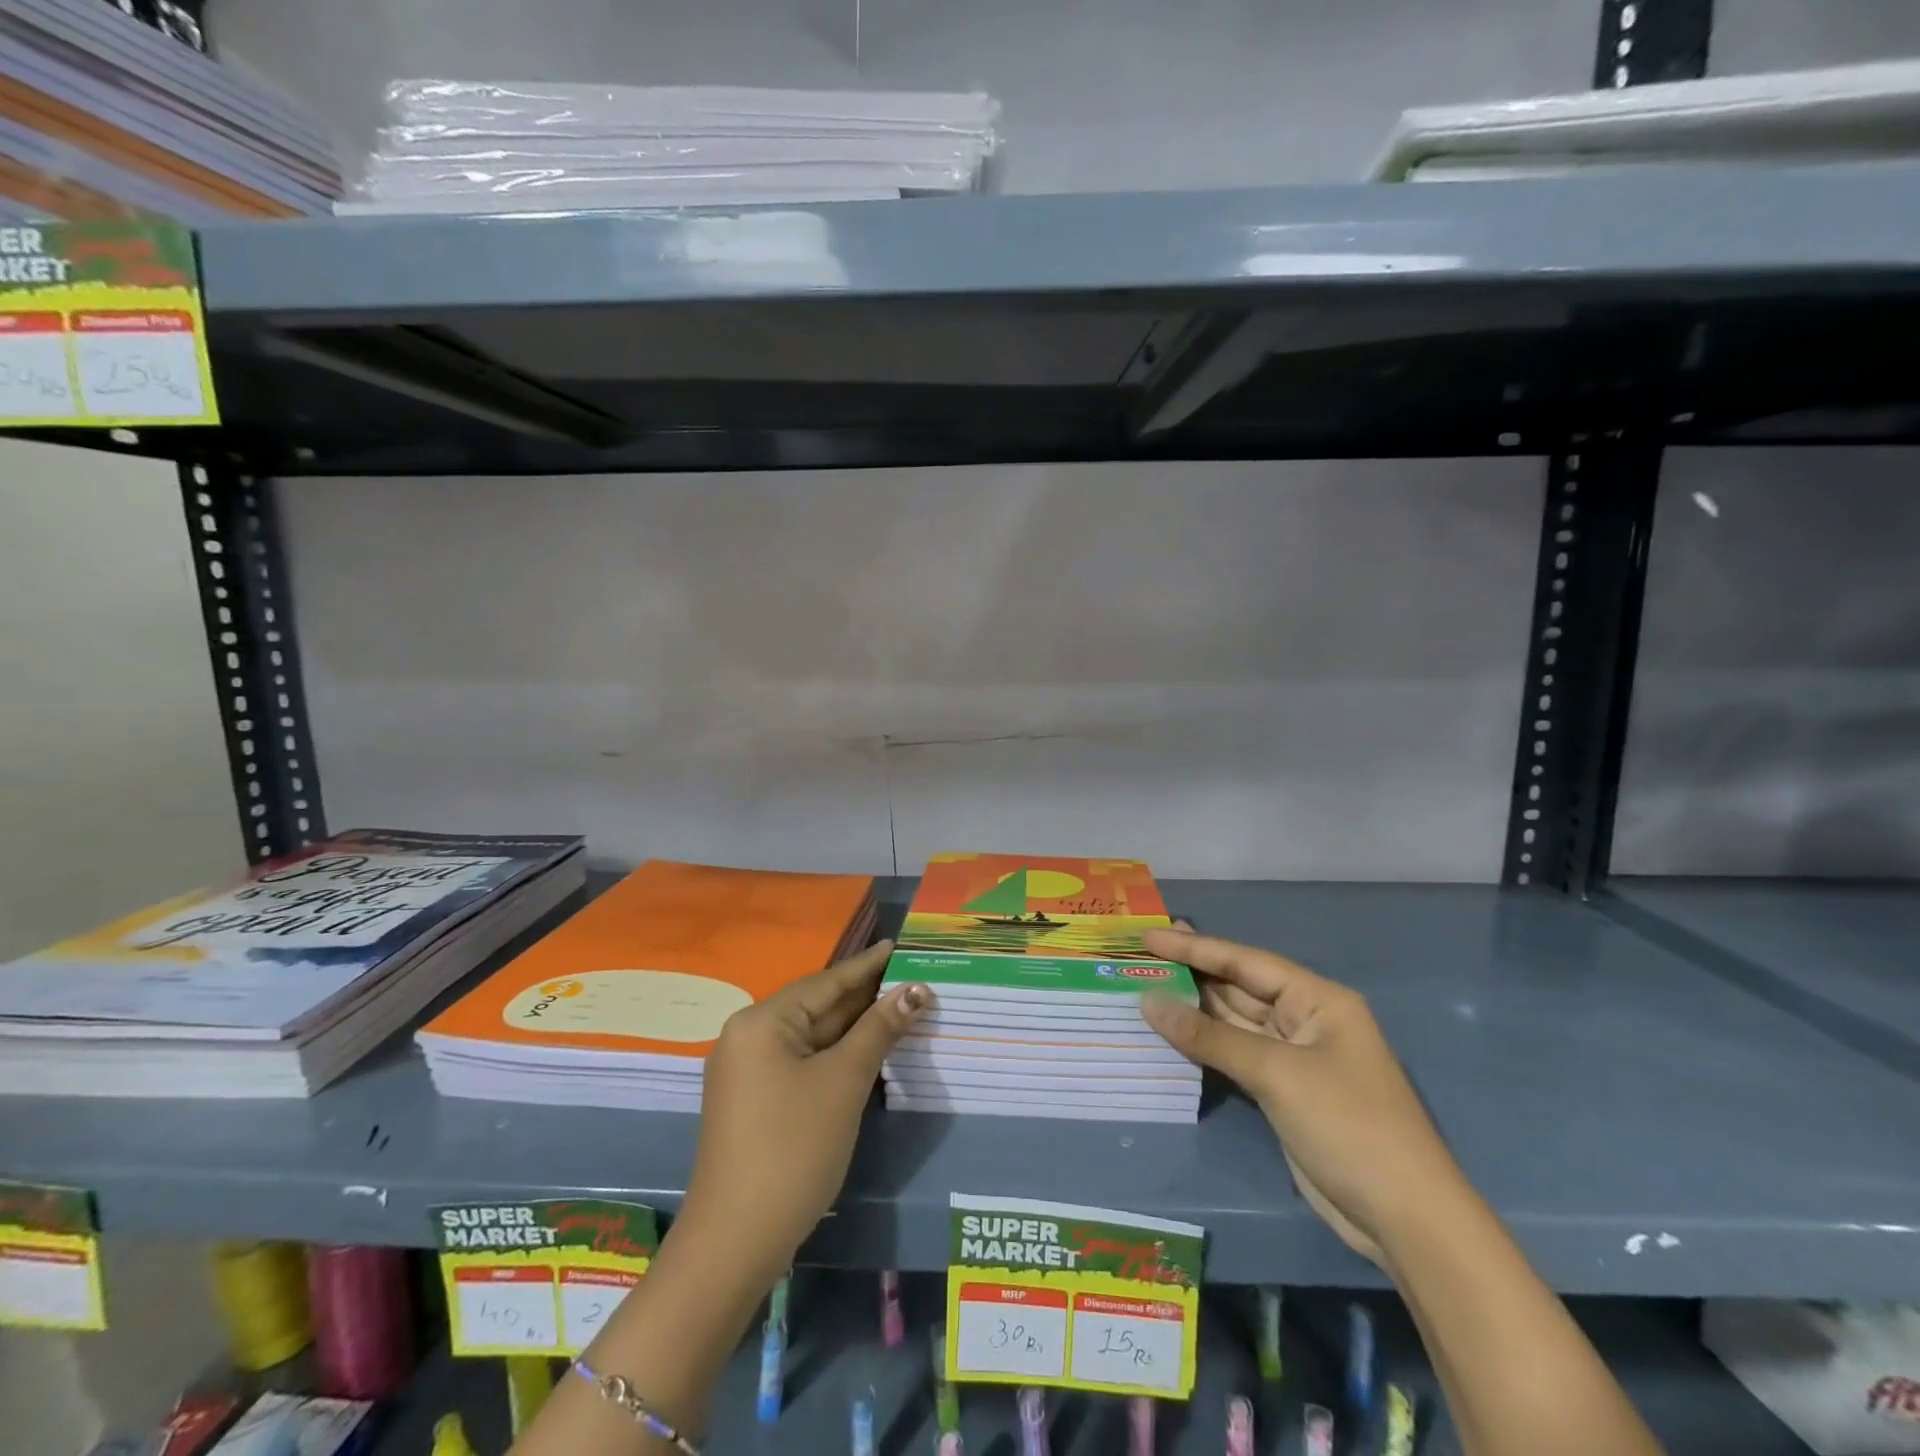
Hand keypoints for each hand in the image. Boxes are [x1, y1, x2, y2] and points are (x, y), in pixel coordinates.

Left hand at [681, 940, 928, 1284]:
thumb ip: (879, 1030)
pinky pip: (801, 1061)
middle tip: (911, 978)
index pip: (826, 982)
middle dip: (865, 996)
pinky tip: (866, 1049)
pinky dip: (835, 1053)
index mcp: (762, 1022)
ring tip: (899, 1007)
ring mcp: (747, 1071)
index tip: (899, 945)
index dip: (868, 965)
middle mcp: (748, 1036)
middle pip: (817, 1006)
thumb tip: (915, 991)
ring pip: (811, 1036)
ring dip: (853, 1026)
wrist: (735, 1243)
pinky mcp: (754, 1100)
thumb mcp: (843, 1082)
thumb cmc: (793, 1148)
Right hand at [1138, 928, 1464, 1264]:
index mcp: (1318, 999)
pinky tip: (1172, 1033)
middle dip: (1192, 972)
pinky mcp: (1284, 1090)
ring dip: (1193, 1008)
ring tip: (1145, 985)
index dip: (1195, 947)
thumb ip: (1210, 1037)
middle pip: (1239, 987)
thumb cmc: (1347, 1125)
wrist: (1404, 1218)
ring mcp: (1295, 1057)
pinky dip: (1204, 1044)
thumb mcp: (1277, 1073)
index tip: (1150, 936)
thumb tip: (1149, 1003)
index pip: (1245, 961)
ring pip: (1235, 1022)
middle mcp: (1305, 1019)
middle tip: (1141, 954)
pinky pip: (1235, 1054)